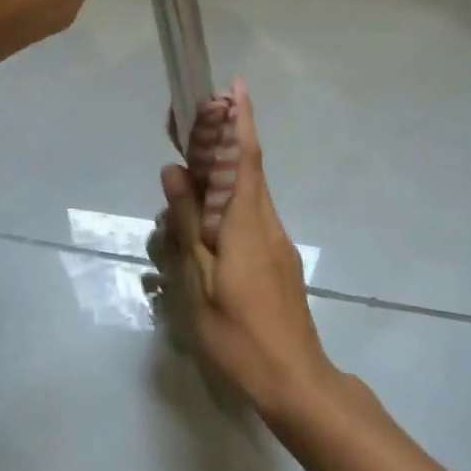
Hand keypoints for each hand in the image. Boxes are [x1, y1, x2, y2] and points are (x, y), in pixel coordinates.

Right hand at [146, 80, 336, 423]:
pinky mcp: (276, 263)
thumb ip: (188, 223)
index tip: (234, 86)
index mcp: (247, 223)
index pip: (244, 159)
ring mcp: (275, 245)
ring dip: (217, 180)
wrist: (296, 384)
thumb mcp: (199, 281)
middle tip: (186, 129)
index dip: (239, 121)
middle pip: (244, 172)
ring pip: (244, 198)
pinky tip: (199, 232)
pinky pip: (246, 221)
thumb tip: (174, 172)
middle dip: (220, 143)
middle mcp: (267, 224)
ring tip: (180, 189)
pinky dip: (224, 209)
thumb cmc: (240, 335)